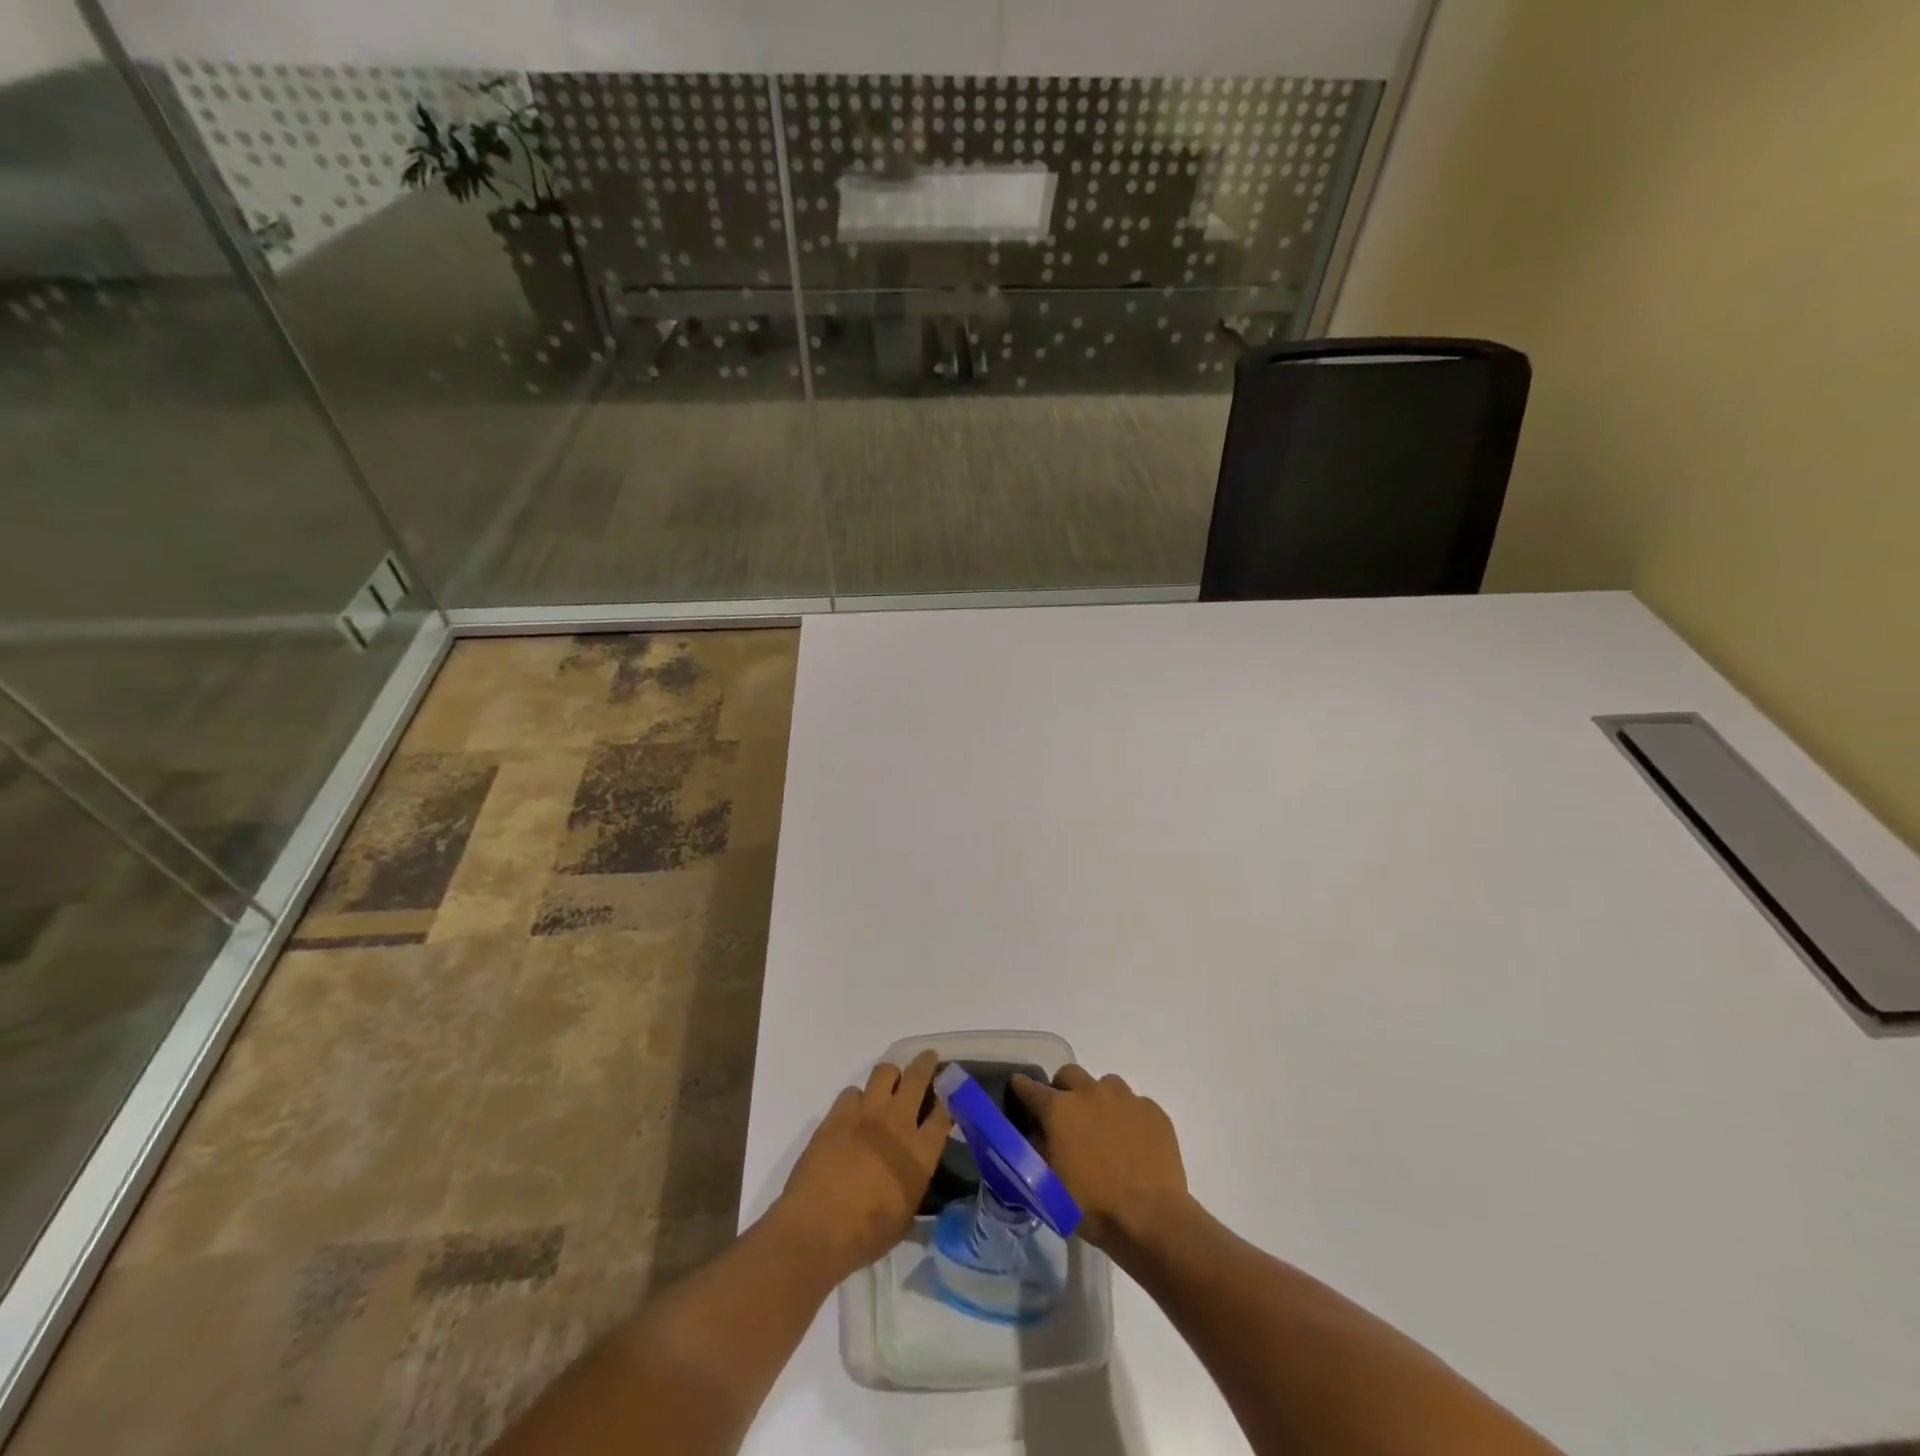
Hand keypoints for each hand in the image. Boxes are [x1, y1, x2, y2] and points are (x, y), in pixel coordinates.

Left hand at [771, 1050, 952, 1280]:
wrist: (817, 1228)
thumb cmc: (866, 1234)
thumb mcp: (905, 1220)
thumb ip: (914, 1190)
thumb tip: (915, 1182)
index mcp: (920, 1152)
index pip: (944, 1112)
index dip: (949, 1098)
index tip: (950, 1093)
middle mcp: (897, 1123)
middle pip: (918, 1077)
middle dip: (926, 1063)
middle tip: (929, 1058)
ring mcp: (865, 1113)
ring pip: (884, 1072)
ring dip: (891, 1075)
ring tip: (891, 1082)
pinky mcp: (837, 1115)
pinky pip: (852, 1091)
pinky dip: (857, 1098)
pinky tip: (855, 1111)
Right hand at [1011, 1065, 1189, 1250]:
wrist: (1151, 1218)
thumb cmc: (1093, 1206)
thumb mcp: (1050, 1185)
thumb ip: (1039, 1150)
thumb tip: (1036, 1133)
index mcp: (1060, 1109)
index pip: (1030, 1087)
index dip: (1021, 1087)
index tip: (1018, 1088)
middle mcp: (1090, 1092)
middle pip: (1069, 1073)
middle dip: (1063, 1088)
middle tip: (1066, 1115)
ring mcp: (1125, 1098)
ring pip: (1105, 1084)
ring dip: (1098, 1099)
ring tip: (1104, 1128)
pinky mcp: (1153, 1110)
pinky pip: (1134, 1103)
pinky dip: (1127, 1116)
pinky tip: (1133, 1142)